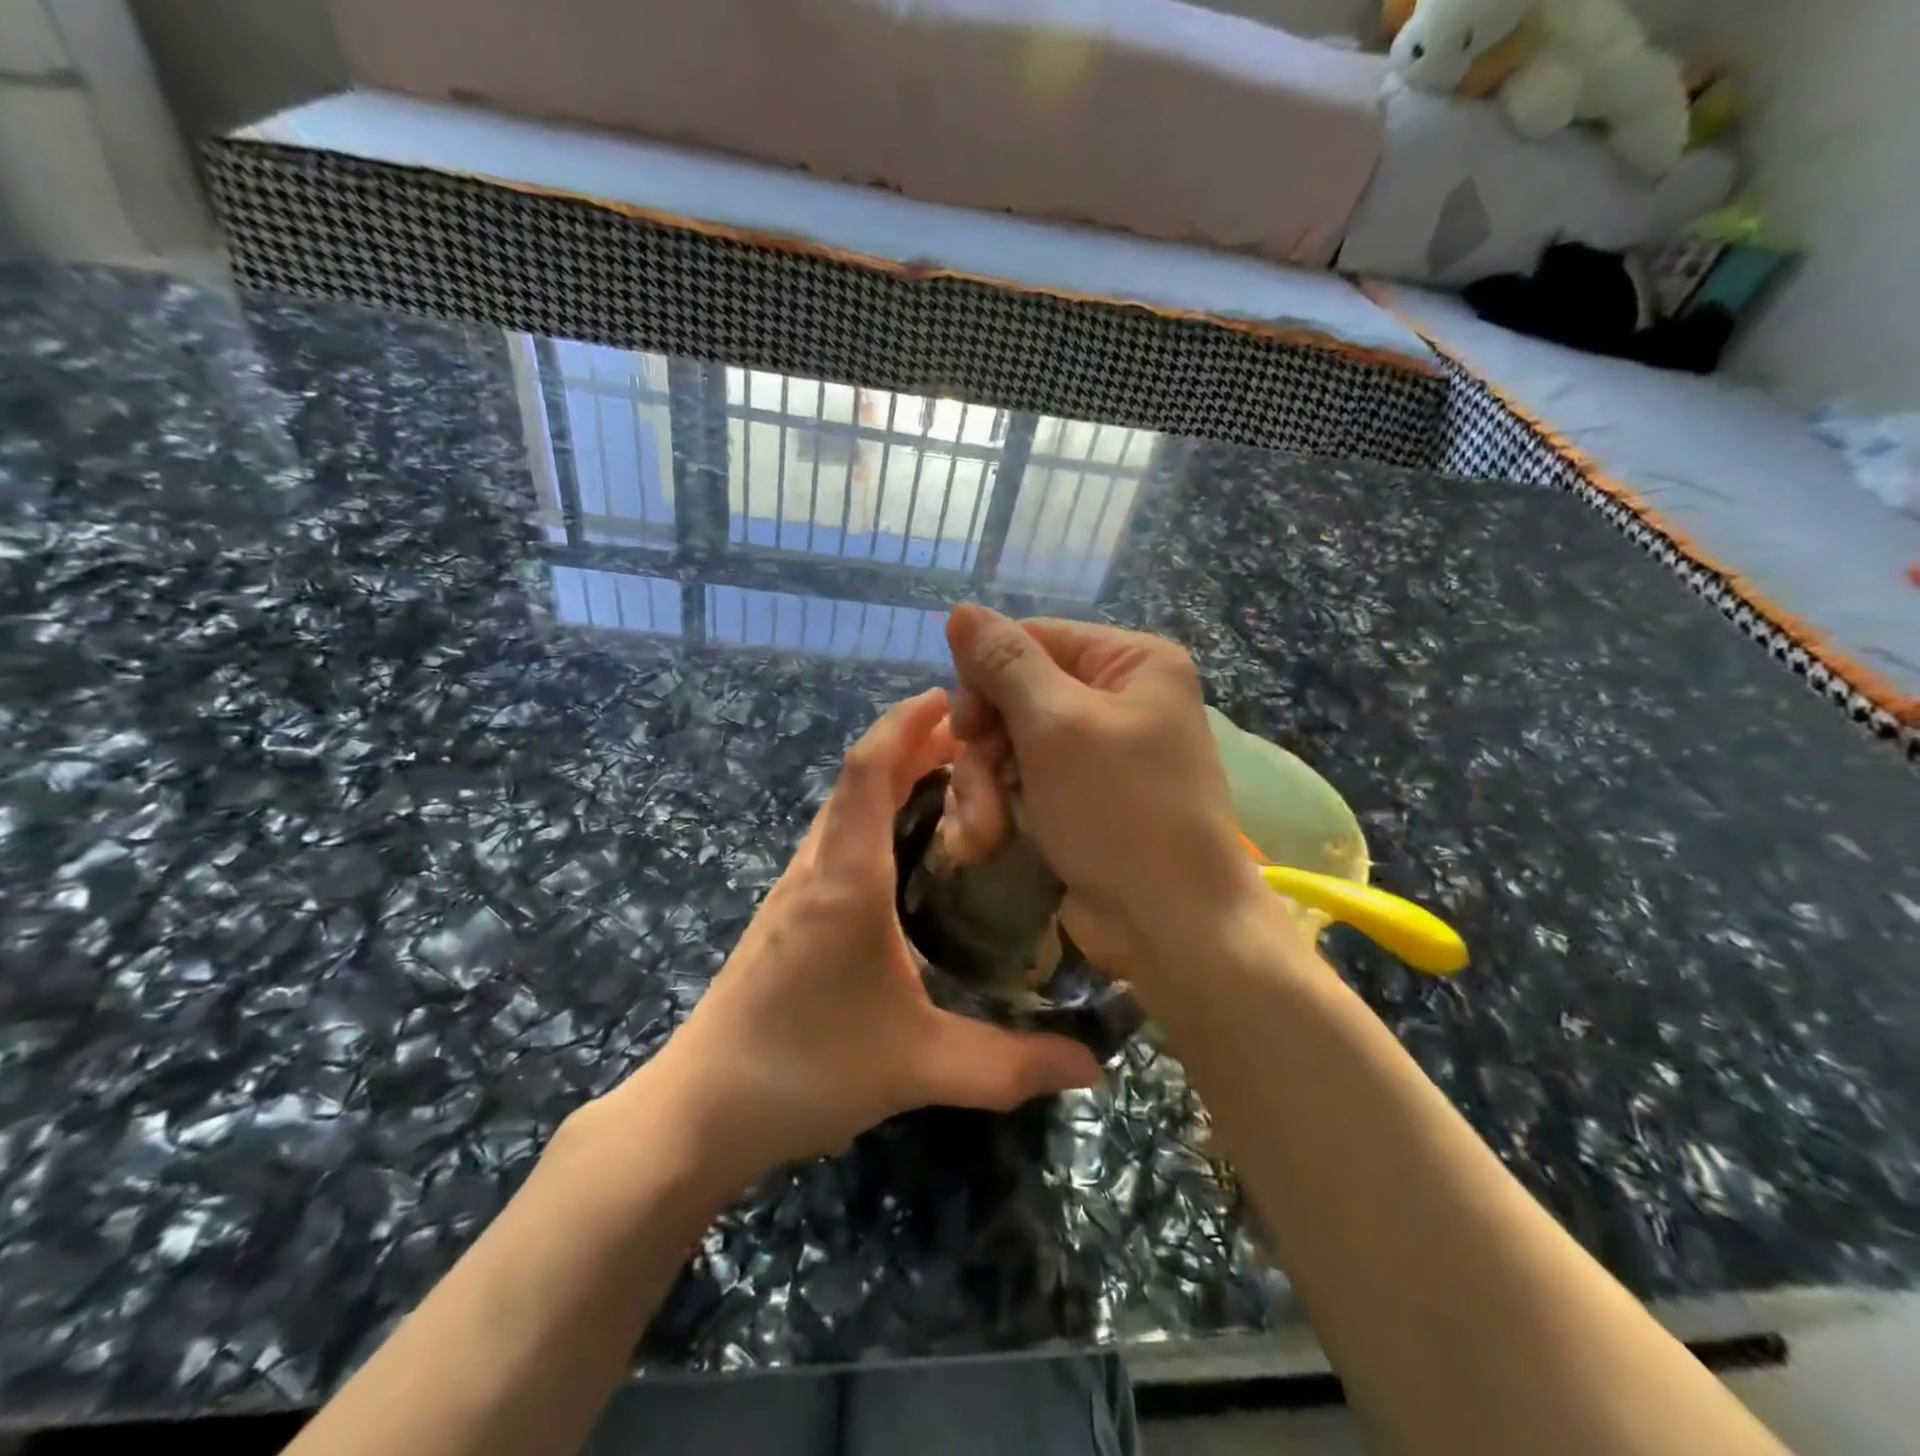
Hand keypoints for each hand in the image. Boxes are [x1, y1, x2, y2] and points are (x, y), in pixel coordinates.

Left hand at [600, 688, 1103, 1197]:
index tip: (954, 696)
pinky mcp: (790, 911)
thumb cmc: (807, 1070)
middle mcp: (819, 866)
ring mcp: (797, 887)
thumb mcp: (920, 1065)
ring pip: (846, 805)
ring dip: (893, 776)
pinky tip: (910, 845)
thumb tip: (1096, 1068)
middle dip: (914, 742)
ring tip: (955, 777)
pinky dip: (876, 812)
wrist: (702, 1109)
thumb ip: (1011, 1065)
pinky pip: (838, 836)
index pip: (870, 769)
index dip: (907, 721)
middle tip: (980, 738)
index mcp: (847, 878)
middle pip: (860, 776)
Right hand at [944, 606, 1272, 986]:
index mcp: (1130, 662)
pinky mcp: (1079, 798)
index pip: (1033, 640)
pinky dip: (999, 809)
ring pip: (1010, 745)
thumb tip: (961, 610)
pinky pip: (1021, 782)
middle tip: (974, 787)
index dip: (986, 678)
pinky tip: (985, 843)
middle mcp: (1117, 698)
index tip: (964, 727)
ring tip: (981, 834)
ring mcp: (1097, 752)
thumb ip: (1005, 664)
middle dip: (984, 748)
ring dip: (983, 788)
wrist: (1170, 923)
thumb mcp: (1056, 726)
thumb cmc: (1120, 810)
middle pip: (1015, 696)